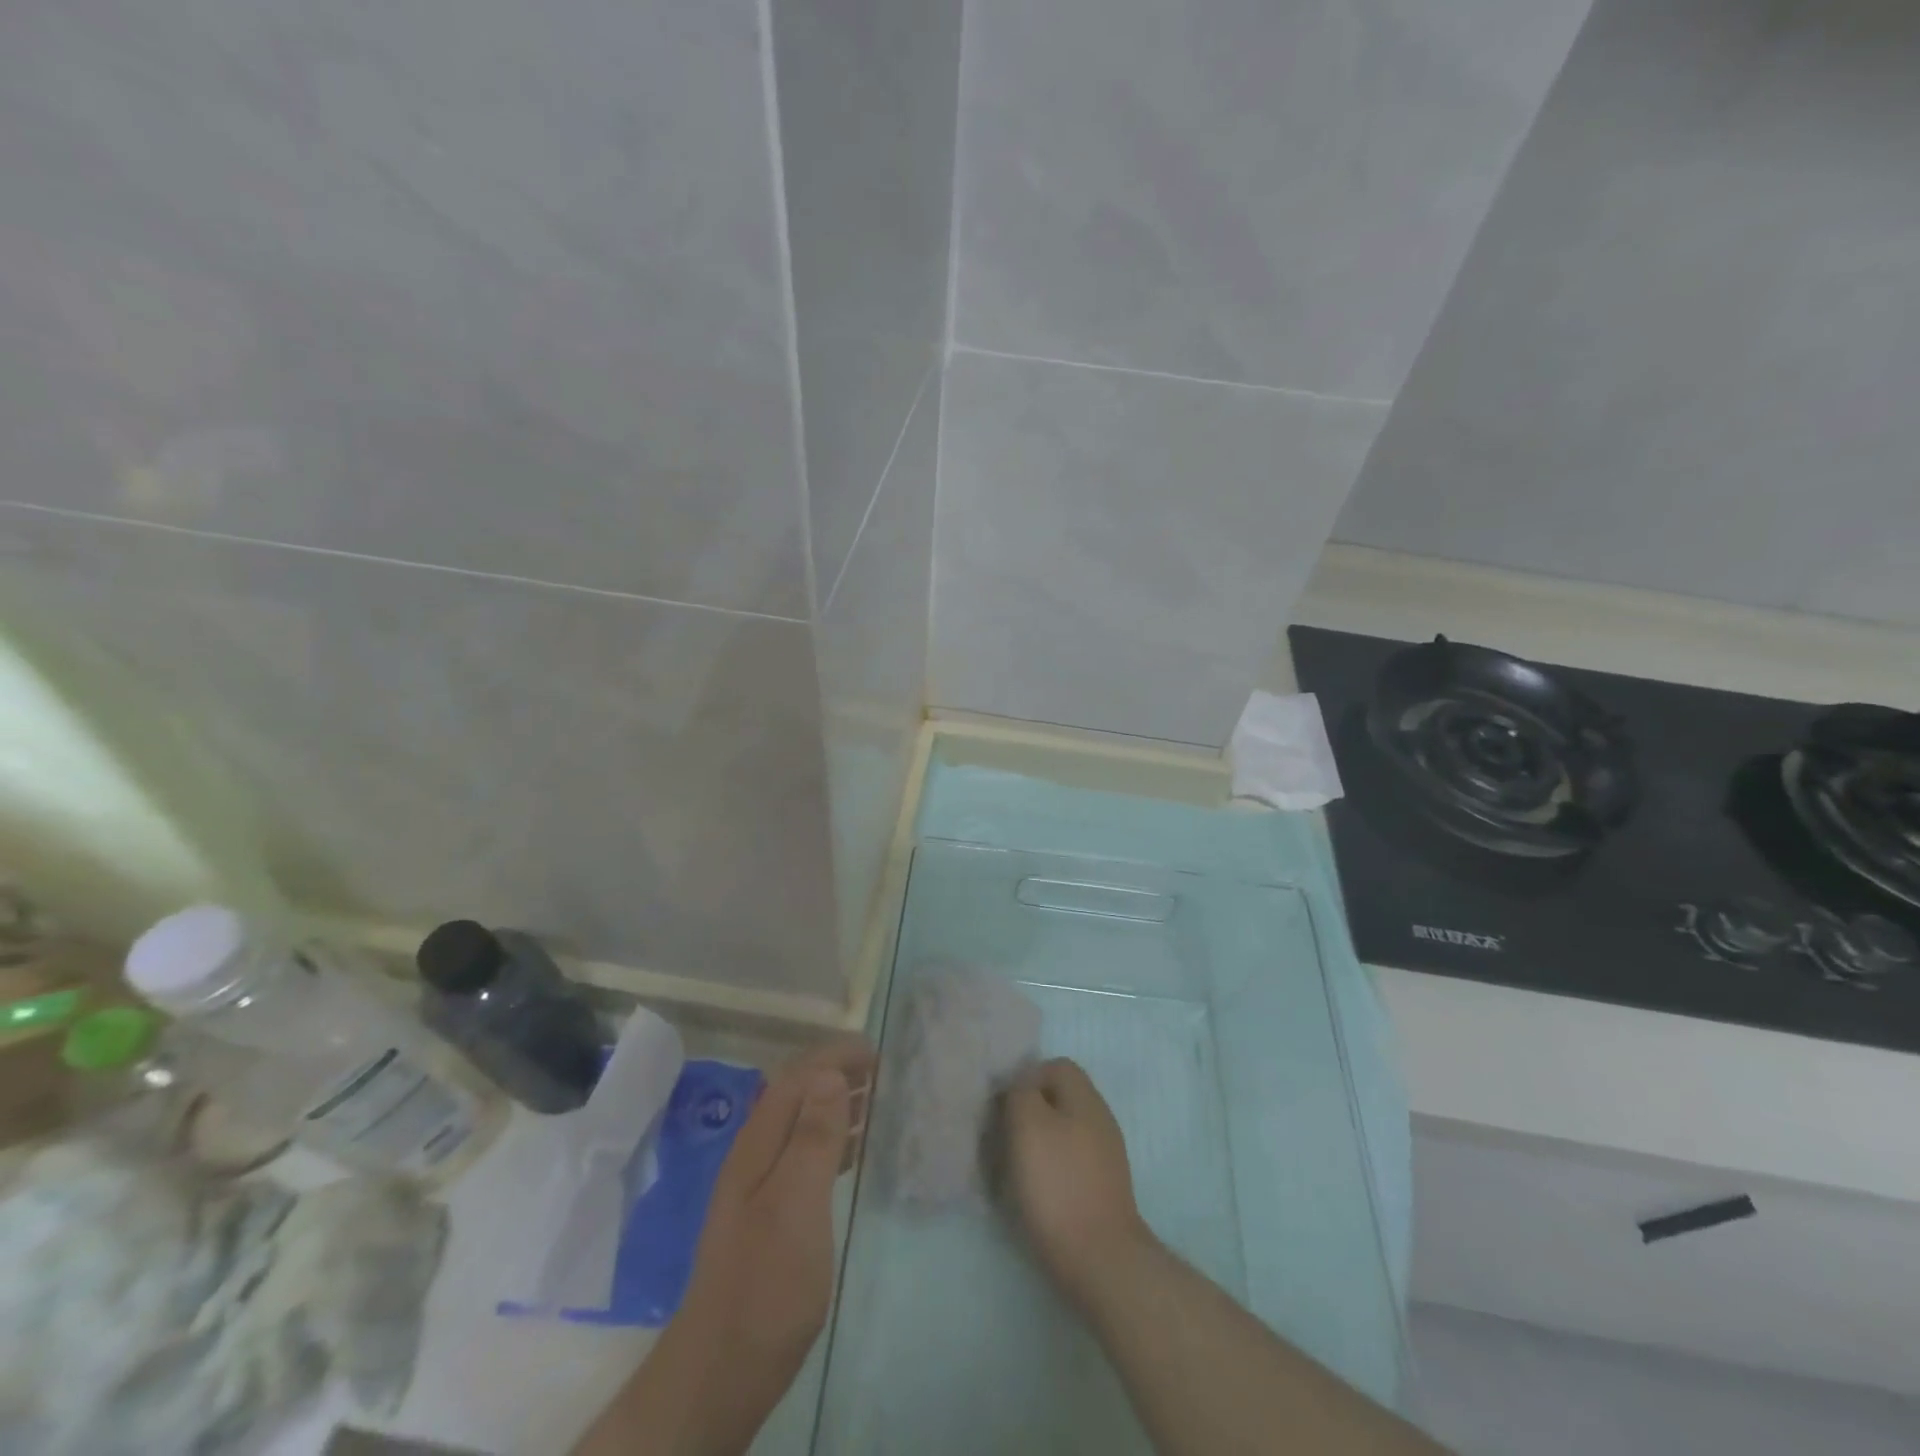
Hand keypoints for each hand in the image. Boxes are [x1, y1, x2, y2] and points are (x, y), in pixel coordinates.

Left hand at [647, 1036, 873, 1451]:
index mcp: (758, 1144)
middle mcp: (754, 1156)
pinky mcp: (768, 1216)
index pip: (796, 1076)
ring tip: (873, 1103)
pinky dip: (830, 1141)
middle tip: (880, 1074)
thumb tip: (829, 1073)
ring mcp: (758, 1187)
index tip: (875, 1054)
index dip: (834, 1056)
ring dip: (834, 1104)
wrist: (720, 1374)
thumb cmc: (766, 1285)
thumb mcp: (796, 1205)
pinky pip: (802, 1156)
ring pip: (799, 1123)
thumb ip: (812, 1138)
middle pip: (795, 1094)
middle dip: (835, 1073)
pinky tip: (850, 1155)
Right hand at [999, 1058, 1149, 1304]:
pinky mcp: (1102, 1190)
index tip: (1004, 1106)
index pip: (1056, 1066)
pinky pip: (1070, 1164)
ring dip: (1038, 1143)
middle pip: (1060, 1099)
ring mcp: (1105, 1157)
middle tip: (1004, 1135)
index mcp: (1085, 1098)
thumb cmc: (1058, 1184)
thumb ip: (1021, 1093)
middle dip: (1030, 1112)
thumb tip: (1021, 1087)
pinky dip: (1050, 1170)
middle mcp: (1100, 1119)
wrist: (1100, 1260)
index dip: (1026, 1078)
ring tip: (1014, 1166)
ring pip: (1064, 1132)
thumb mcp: (1028, 1124)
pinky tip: (1034, 1192)